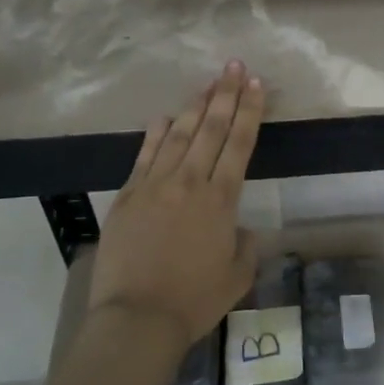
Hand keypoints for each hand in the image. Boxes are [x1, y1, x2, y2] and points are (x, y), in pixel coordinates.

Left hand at [86, 62, 264, 346]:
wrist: (138, 318)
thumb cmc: (195, 300)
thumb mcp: (238, 275)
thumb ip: (245, 244)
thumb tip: (239, 227)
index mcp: (221, 200)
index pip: (239, 144)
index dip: (250, 111)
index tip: (256, 84)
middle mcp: (189, 183)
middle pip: (210, 129)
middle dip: (225, 95)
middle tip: (233, 66)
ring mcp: (154, 186)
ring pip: (178, 135)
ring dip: (194, 106)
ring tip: (207, 83)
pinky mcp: (127, 196)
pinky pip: (145, 155)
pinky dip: (156, 133)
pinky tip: (165, 117)